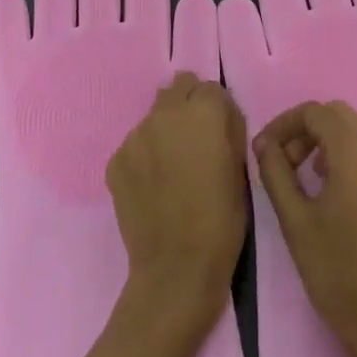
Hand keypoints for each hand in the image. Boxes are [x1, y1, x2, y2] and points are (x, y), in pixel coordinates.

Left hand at [109, 71, 247, 326]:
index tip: (220, 132)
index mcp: (203, 113)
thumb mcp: (241, 168)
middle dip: (189, 105)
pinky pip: (135, 144)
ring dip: (166, 130)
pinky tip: (154, 186)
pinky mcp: (116, 160)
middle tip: (196, 140)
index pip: (210, 88)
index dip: (218, 109)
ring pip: (155, 116)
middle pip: (178, 88)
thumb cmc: (222, 219)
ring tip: (173, 168)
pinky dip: (146, 156)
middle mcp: (166, 114)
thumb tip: (220, 115)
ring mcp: (136, 135)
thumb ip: (229, 129)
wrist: (176, 267)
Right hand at [253, 99, 356, 356]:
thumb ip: (276, 174)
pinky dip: (349, 154)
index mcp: (353, 149)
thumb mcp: (296, 222)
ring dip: (328, 140)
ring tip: (307, 175)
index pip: (314, 112)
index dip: (284, 124)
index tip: (263, 151)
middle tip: (284, 161)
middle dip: (306, 129)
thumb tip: (264, 143)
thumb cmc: (339, 272)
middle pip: (338, 114)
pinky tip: (334, 191)